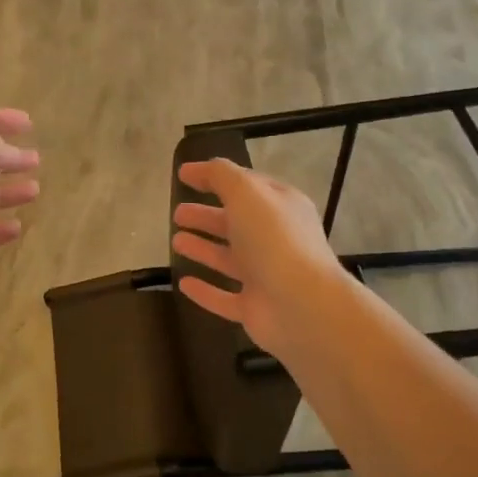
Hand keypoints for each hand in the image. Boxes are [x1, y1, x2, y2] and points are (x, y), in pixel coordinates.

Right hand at [171, 158, 349, 360]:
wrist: (302, 305)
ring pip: (229, 259)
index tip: (183, 175)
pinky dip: (205, 290)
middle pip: (235, 223)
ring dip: (203, 248)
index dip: (215, 177)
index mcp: (280, 207)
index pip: (246, 185)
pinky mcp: (255, 308)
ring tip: (175, 241)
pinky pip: (224, 297)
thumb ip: (222, 176)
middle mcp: (275, 239)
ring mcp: (266, 276)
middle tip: (177, 213)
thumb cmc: (274, 239)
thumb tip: (201, 168)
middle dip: (207, 216)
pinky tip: (183, 283)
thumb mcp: (246, 193)